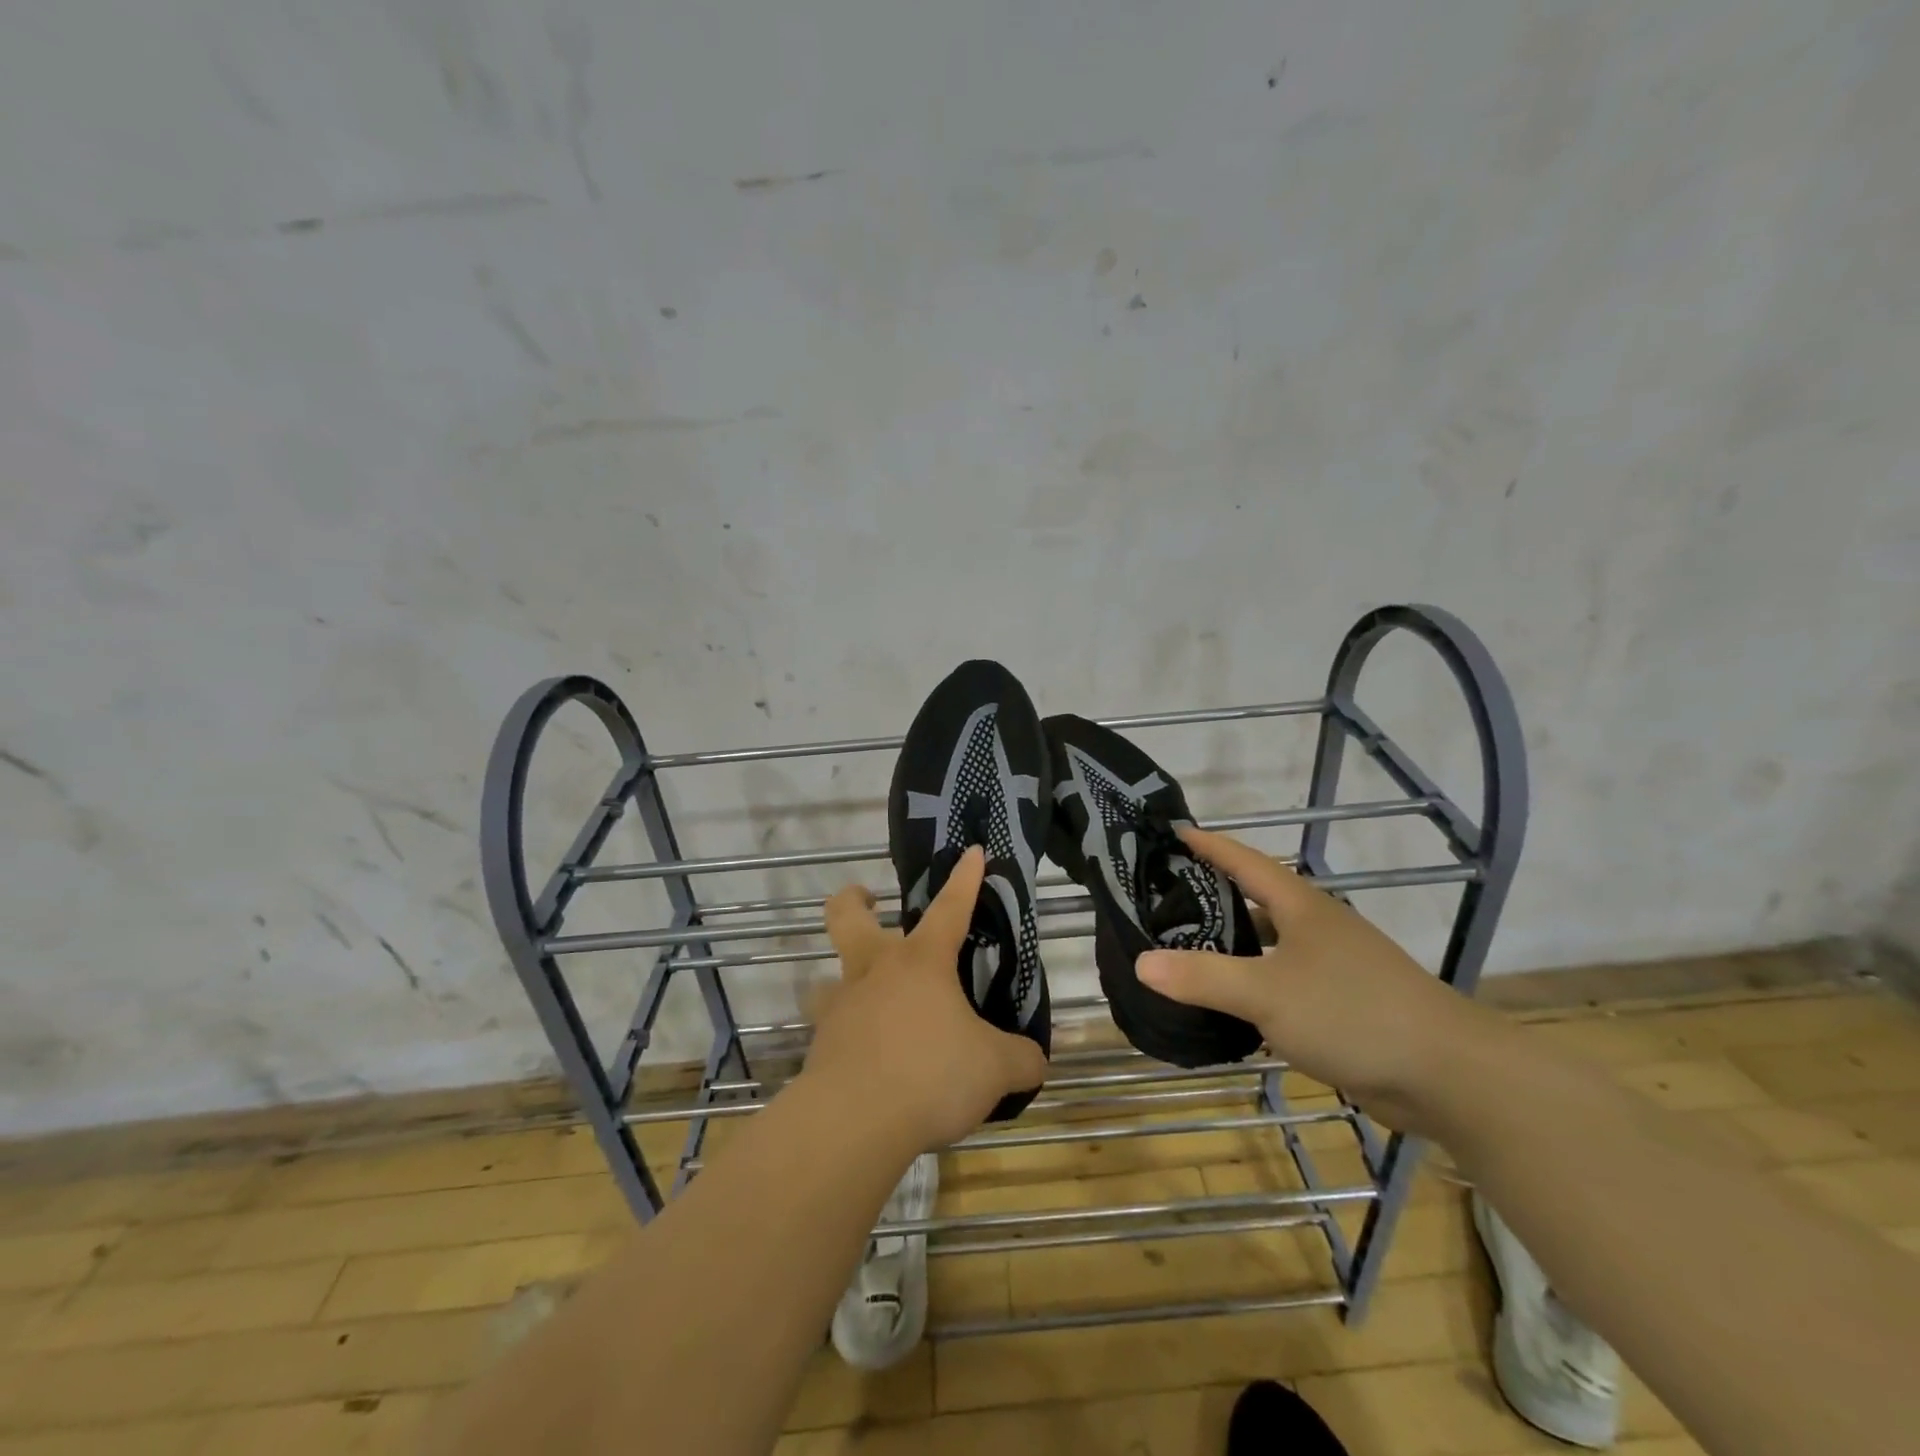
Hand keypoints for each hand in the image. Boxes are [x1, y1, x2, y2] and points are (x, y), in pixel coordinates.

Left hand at [804, 846, 1049, 1152]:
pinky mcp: (820, 1044)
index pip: (950, 908)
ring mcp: (842, 1005)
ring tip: (872, 997)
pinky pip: (832, 1026)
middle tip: (871, 900)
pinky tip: (871, 1057)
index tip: (972, 852)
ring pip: (832, 972)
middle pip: (848, 916)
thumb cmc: (930, 1074)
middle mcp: (876, 971)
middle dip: (856, 899)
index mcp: (921, 962)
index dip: (965, 879)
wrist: (852, 1121)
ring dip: (847, 975)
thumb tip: (1036, 1061)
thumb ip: (1021, 1060)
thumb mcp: (995, 1069)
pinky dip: (849, 1032)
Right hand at [1136, 828, 1504, 1134]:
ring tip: (1183, 951)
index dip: (1208, 845)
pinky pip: (1282, 981)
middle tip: (1160, 900)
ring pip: (1268, 944)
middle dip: (1210, 896)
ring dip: (1231, 945)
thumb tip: (1141, 962)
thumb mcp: (1267, 994)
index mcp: (1300, 907)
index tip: (1171, 831)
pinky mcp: (1342, 1003)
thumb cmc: (1352, 1013)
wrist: (1448, 1075)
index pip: (1244, 861)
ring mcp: (1332, 966)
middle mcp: (1316, 927)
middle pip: (1254, 900)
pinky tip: (1228, 1005)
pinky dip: (1252, 984)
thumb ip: (1202, 977)